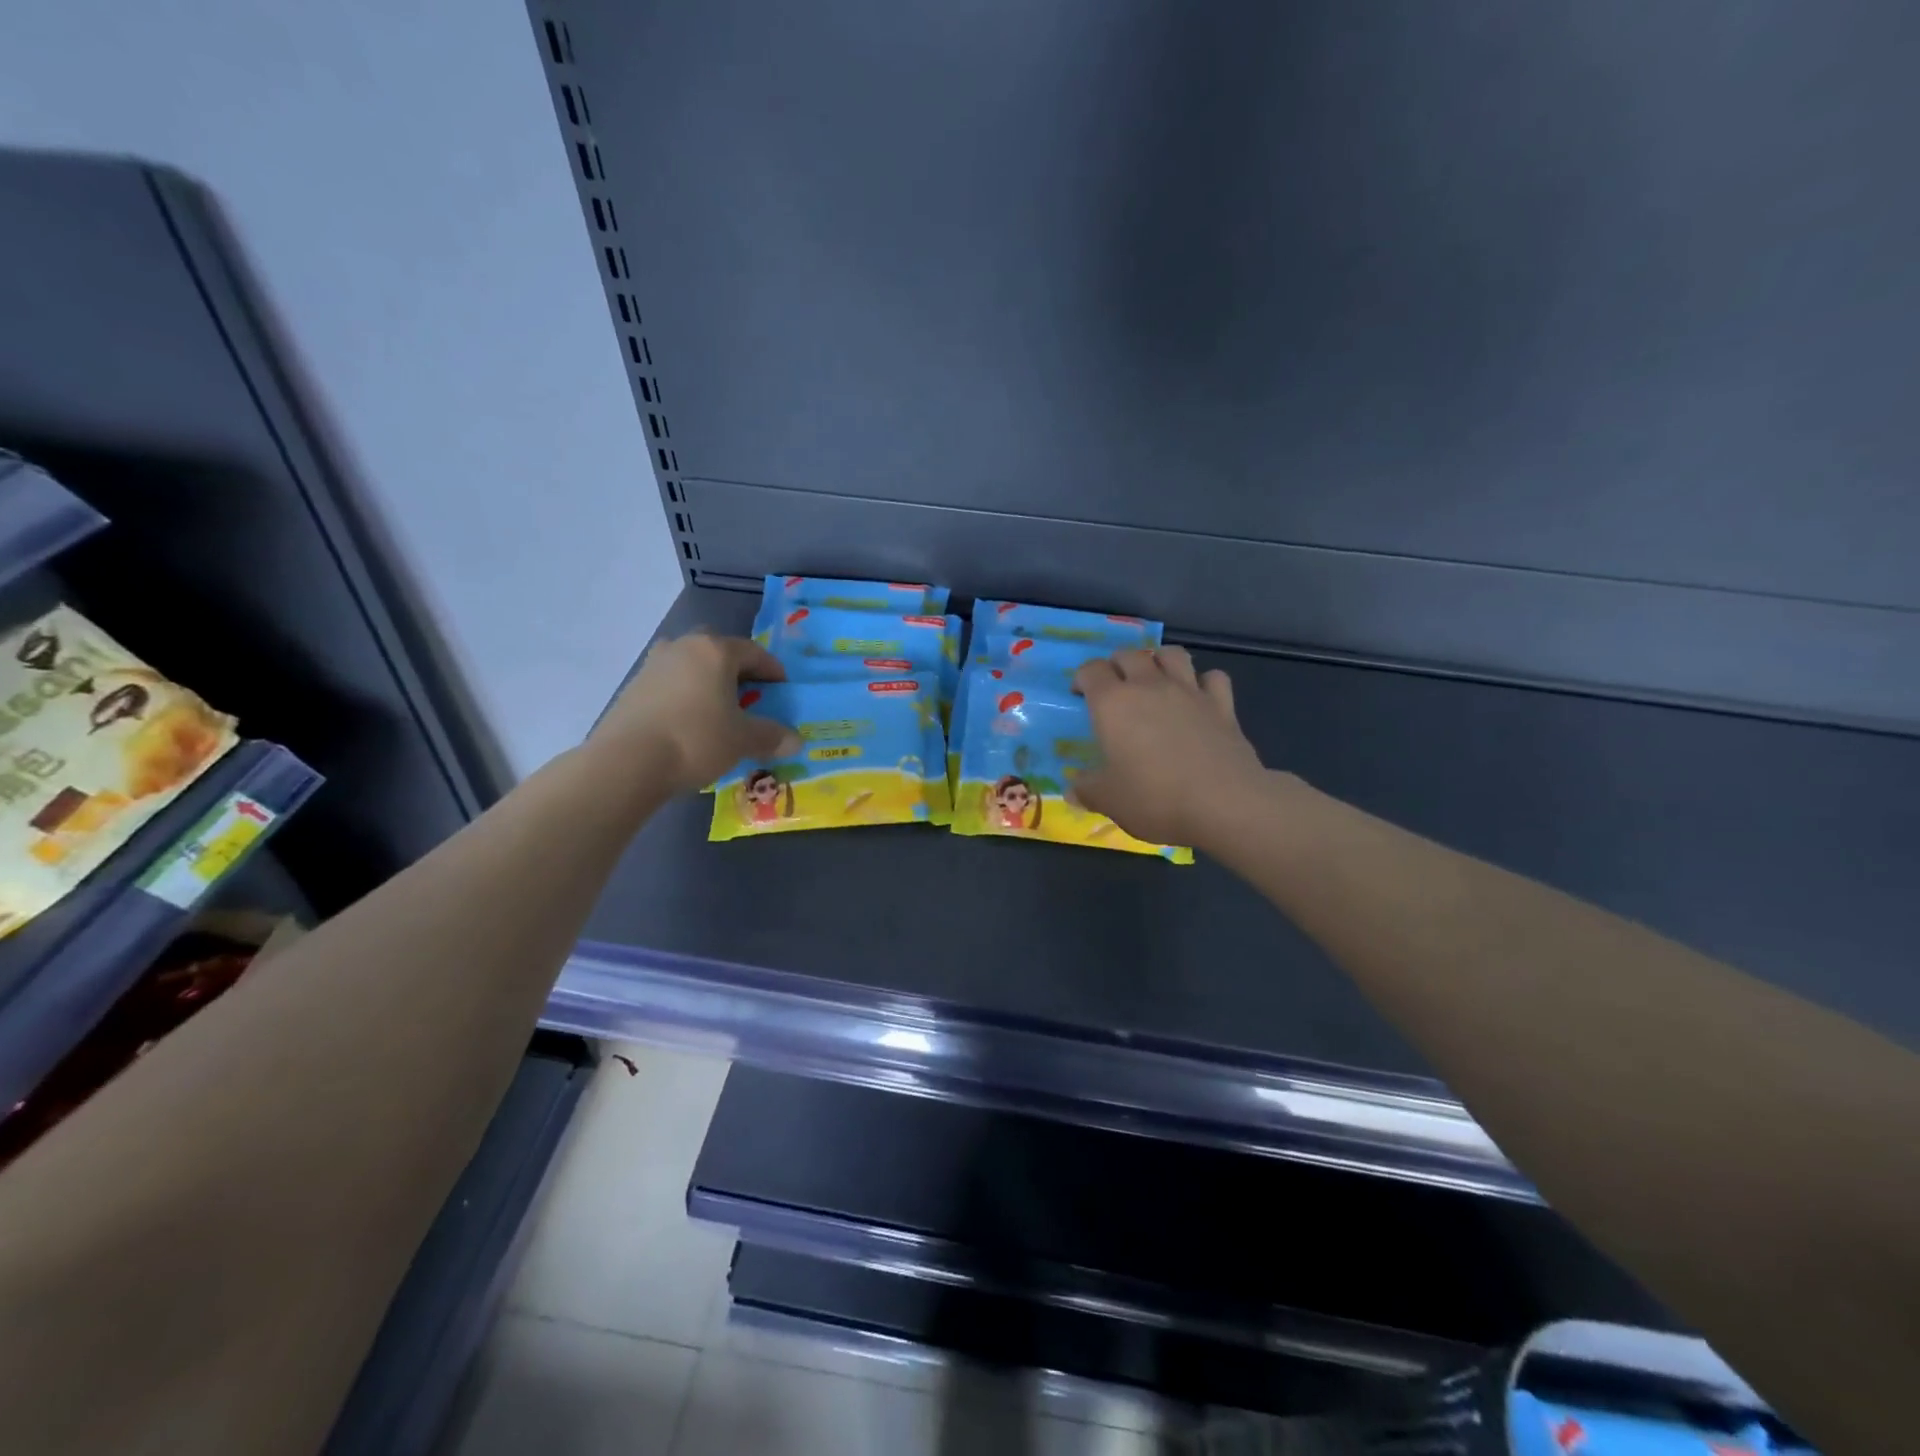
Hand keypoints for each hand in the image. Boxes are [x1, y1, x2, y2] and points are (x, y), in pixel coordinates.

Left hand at [589, 633, 800, 795]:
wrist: (627, 762)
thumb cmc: (696, 739)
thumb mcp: (743, 740)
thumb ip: (771, 736)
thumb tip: (796, 741)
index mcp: (715, 650)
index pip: (754, 652)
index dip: (773, 671)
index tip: (783, 690)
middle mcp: (683, 647)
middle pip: (719, 652)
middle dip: (737, 671)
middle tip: (750, 697)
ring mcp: (653, 665)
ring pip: (691, 667)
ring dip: (708, 683)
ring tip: (719, 711)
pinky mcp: (633, 688)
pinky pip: (671, 685)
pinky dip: (686, 697)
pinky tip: (690, 724)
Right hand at [1070, 646, 1265, 849]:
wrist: (1224, 804)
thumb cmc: (1154, 798)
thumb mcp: (1108, 800)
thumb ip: (1087, 790)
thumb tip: (1073, 789)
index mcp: (1113, 703)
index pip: (1091, 670)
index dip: (1082, 678)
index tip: (1080, 696)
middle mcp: (1149, 686)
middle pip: (1129, 654)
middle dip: (1116, 665)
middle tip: (1114, 688)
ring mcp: (1189, 691)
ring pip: (1171, 654)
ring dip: (1158, 660)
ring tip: (1154, 680)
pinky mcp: (1222, 705)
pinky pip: (1213, 677)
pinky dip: (1203, 681)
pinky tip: (1198, 697)